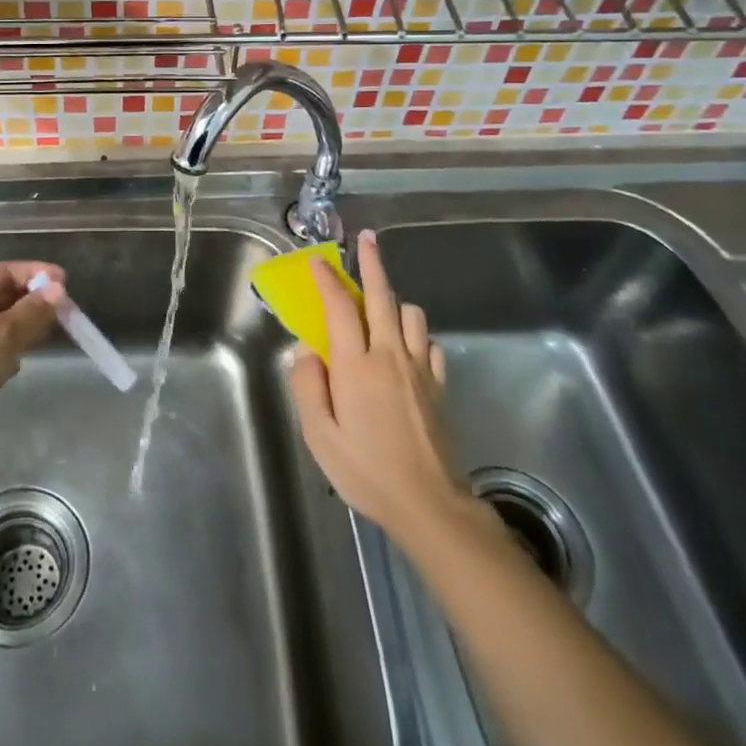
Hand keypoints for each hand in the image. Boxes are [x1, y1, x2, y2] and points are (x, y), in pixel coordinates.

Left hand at [0, 260, 63, 471]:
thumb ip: (31, 313)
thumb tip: (57, 289)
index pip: (2, 271)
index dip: (35, 274)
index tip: (67, 283)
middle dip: (30, 302)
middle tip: (65, 314)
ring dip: (19, 327)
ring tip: (47, 337)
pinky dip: (5, 352)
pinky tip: (18, 366)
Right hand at [289, 229, 474, 548]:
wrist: (430, 505)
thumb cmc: (366, 470)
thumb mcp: (320, 436)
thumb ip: (308, 386)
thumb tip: (307, 351)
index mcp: (357, 365)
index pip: (340, 307)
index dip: (327, 279)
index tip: (317, 261)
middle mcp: (390, 355)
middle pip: (382, 295)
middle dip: (372, 263)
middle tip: (366, 240)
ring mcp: (420, 367)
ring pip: (410, 313)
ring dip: (393, 301)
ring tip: (378, 308)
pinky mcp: (439, 384)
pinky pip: (427, 341)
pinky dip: (414, 333)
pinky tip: (404, 347)